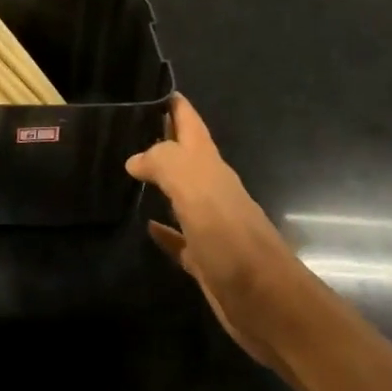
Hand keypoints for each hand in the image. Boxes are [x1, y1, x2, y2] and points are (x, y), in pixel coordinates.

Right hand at [126, 95, 323, 366]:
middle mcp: (212, 190)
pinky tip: (145, 226)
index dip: (173, 103)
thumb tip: (135, 159)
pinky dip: (162, 228)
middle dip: (159, 137)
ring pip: (179, 193)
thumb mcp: (196, 190)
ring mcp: (210, 225)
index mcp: (211, 168)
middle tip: (122, 125)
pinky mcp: (205, 259)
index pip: (190, 124)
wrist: (269, 305)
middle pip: (183, 156)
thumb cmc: (232, 241)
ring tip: (123, 168)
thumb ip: (164, 164)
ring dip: (157, 180)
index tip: (147, 85)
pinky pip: (178, 236)